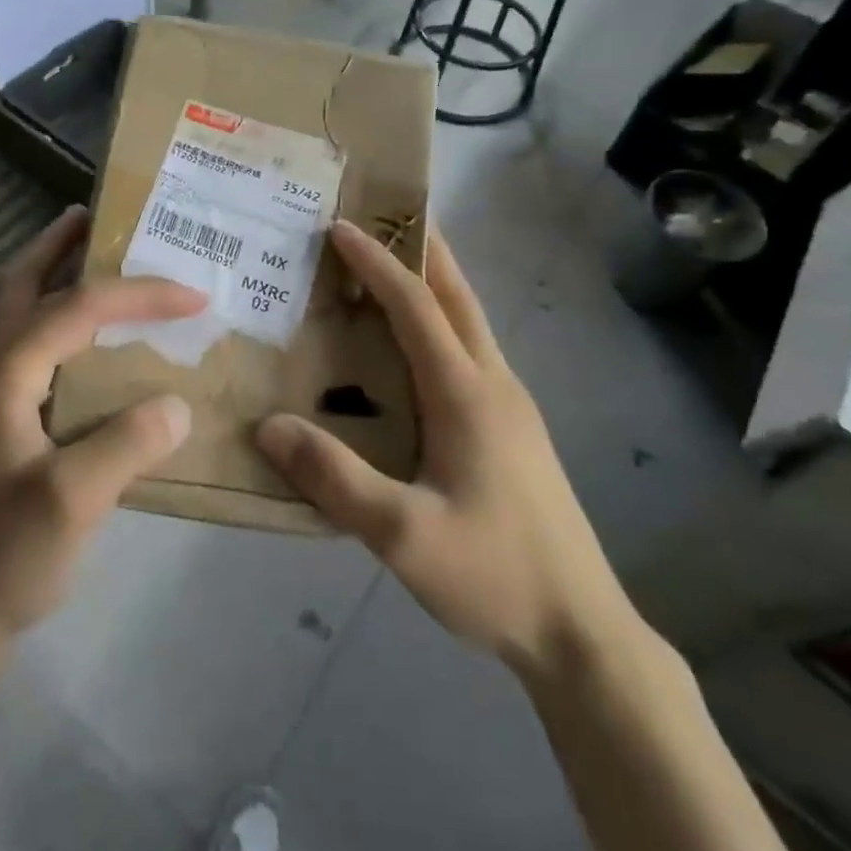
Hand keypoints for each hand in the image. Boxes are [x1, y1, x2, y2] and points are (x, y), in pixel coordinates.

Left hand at [0, 208, 205, 641]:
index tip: (194, 296)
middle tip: (98, 217)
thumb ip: (126, 444)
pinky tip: (103, 342)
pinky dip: (69, 324)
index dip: (137, 295)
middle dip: (59, 246)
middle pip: (24, 286)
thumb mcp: (71, 501)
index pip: (77, 309)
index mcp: (5, 375)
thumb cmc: (5, 554)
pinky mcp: (8, 421)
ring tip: (103, 259)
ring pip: (27, 314)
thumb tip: (177, 402)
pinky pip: (42, 351)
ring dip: (60, 278)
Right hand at [254, 223, 639, 684]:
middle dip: (421, 248)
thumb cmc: (493, 575)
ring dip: (433, 284)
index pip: (417, 306)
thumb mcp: (402, 535)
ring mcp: (510, 407)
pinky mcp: (512, 431)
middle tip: (380, 218)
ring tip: (389, 269)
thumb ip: (335, 478)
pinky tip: (412, 350)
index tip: (338, 228)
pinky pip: (470, 353)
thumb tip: (269, 425)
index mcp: (468, 395)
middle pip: (457, 296)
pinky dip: (439, 324)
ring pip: (469, 323)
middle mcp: (494, 385)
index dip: (377, 263)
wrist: (580, 632)